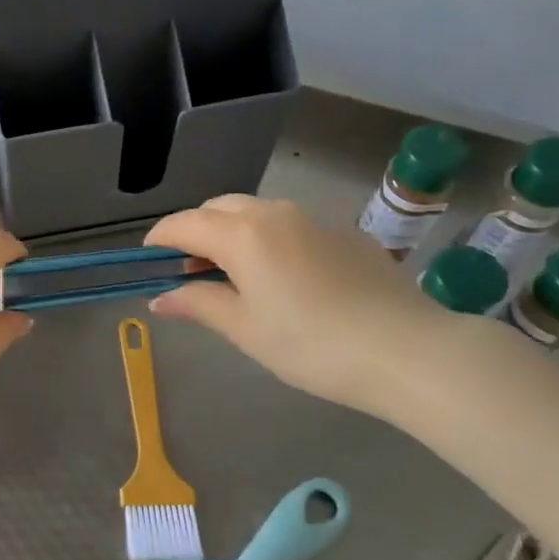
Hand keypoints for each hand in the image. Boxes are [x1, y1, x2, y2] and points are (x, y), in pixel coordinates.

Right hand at [145, 195, 451, 417]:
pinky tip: (284, 279)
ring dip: (232, 233)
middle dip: (196, 231)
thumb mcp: (245, 330)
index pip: (184, 224)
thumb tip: (160, 298)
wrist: (409, 351)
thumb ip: (198, 305)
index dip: (160, 239)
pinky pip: (291, 225)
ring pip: (256, 212)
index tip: (149, 260)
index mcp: (242, 234)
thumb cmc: (312, 345)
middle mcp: (274, 213)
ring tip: (234, 274)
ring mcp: (314, 219)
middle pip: (218, 208)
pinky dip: (269, 240)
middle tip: (190, 270)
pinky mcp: (345, 234)